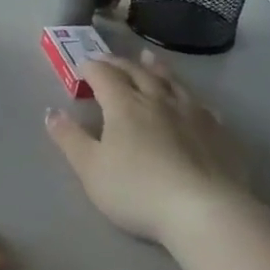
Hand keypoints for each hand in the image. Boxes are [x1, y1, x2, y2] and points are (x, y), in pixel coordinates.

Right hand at [46, 51, 249, 246]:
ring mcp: (192, 114)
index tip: (82, 66)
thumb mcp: (91, 168)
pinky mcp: (218, 132)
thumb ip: (69, 138)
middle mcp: (159, 100)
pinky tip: (194, 103)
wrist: (203, 210)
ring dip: (157, 69)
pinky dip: (190, 98)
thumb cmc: (137, 190)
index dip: (91, 68)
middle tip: (110, 59)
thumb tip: (51, 112)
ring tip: (149, 59)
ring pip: (172, 82)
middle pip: (137, 73)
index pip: (104, 75)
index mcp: (125, 105)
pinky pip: (202, 106)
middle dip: (120, 64)